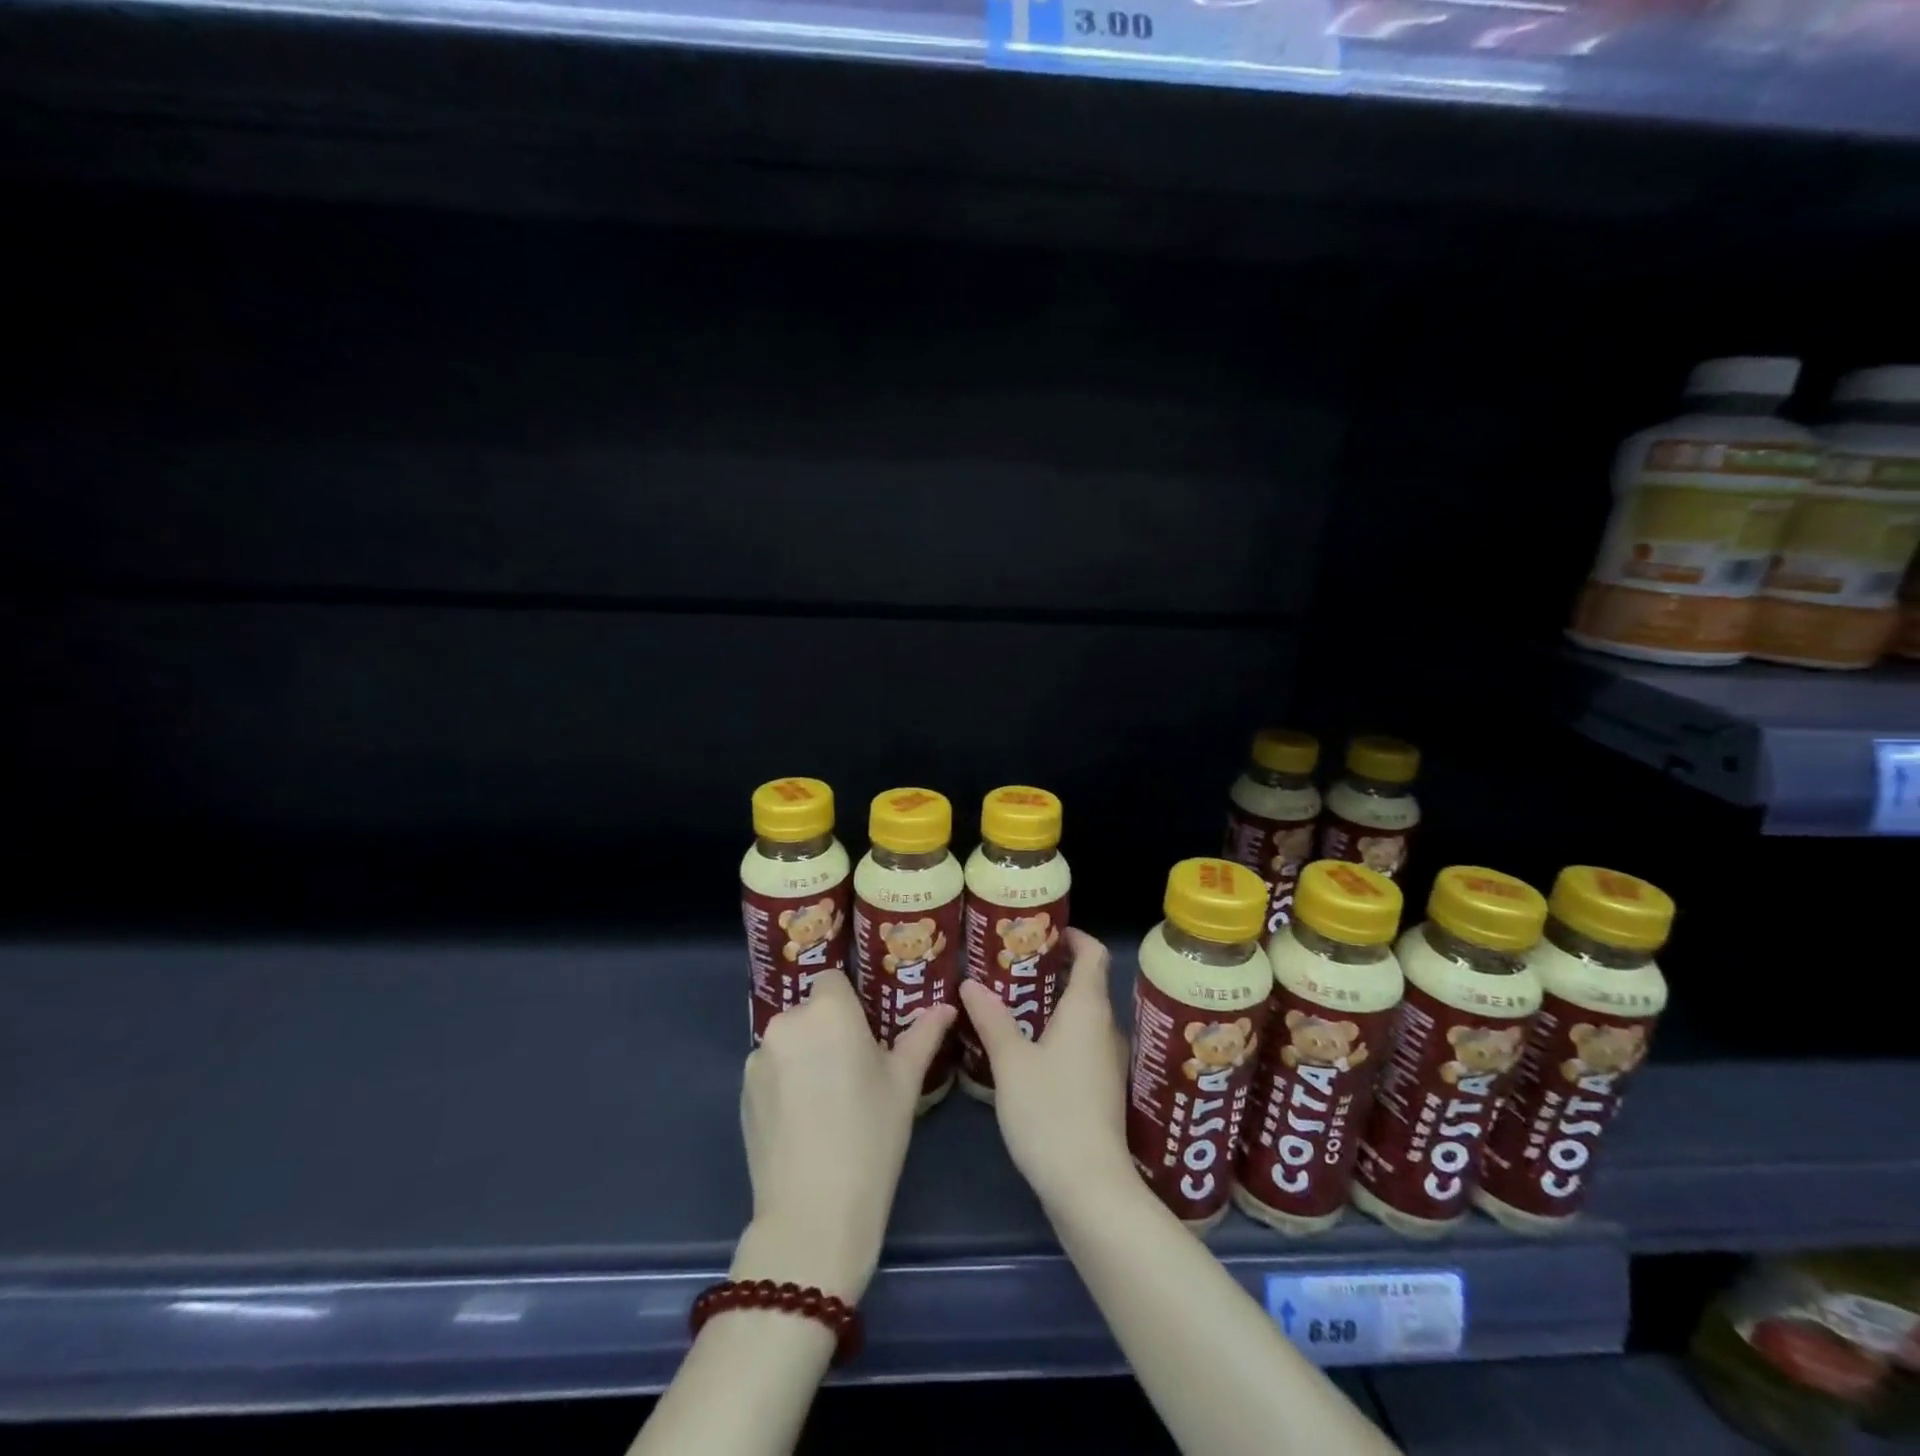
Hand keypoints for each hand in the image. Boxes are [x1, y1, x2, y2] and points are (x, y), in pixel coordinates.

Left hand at [730, 970, 954, 1301]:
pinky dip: (784, 1082)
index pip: (833, 979)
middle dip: (828, 1030)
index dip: (849, 1002)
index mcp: (829, 1011)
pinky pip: (770, 1069)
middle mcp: (788, 1022)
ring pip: (789, 1040)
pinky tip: (802, 1119)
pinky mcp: (741, 1091)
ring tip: (826, 1100)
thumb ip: (924, 1035)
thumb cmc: (871, 1137)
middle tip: (852, 1070)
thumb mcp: (904, 1083)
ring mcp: (759, 1057)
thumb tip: (946, 1006)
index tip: (865, 1032)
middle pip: (810, 1010)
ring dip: (805, 1055)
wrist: (813, 1213)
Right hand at [959, 928, 1134, 1217]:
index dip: (1075, 936)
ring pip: (1082, 1018)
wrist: (1090, 1189)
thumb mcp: (1011, 1062)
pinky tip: (1026, 1049)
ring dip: (1053, 1005)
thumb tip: (971, 983)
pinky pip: (1080, 1045)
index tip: (1045, 930)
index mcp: (1088, 1010)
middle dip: (1053, 970)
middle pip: (1087, 984)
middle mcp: (1105, 1029)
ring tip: (1012, 1002)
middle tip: (1013, 965)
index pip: (1094, 955)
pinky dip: (1057, 1034)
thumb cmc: (1051, 1112)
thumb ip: (992, 1019)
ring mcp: (1107, 1063)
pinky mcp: (1101, 1091)